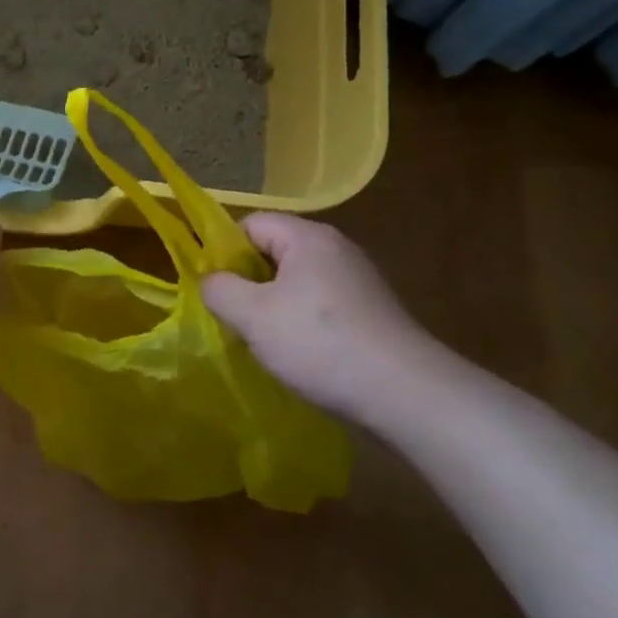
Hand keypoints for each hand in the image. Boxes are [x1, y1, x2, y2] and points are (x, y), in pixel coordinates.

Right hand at [201, 213, 444, 427]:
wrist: (405, 393)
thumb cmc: (320, 344)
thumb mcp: (253, 317)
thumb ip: (220, 290)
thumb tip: (211, 281)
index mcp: (308, 237)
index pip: (251, 224)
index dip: (224, 251)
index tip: (215, 289)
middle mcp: (336, 248)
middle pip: (275, 251)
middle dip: (249, 282)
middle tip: (235, 317)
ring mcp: (358, 280)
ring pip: (297, 281)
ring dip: (274, 306)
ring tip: (264, 341)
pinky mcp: (371, 310)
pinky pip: (322, 303)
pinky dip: (303, 322)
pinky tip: (301, 354)